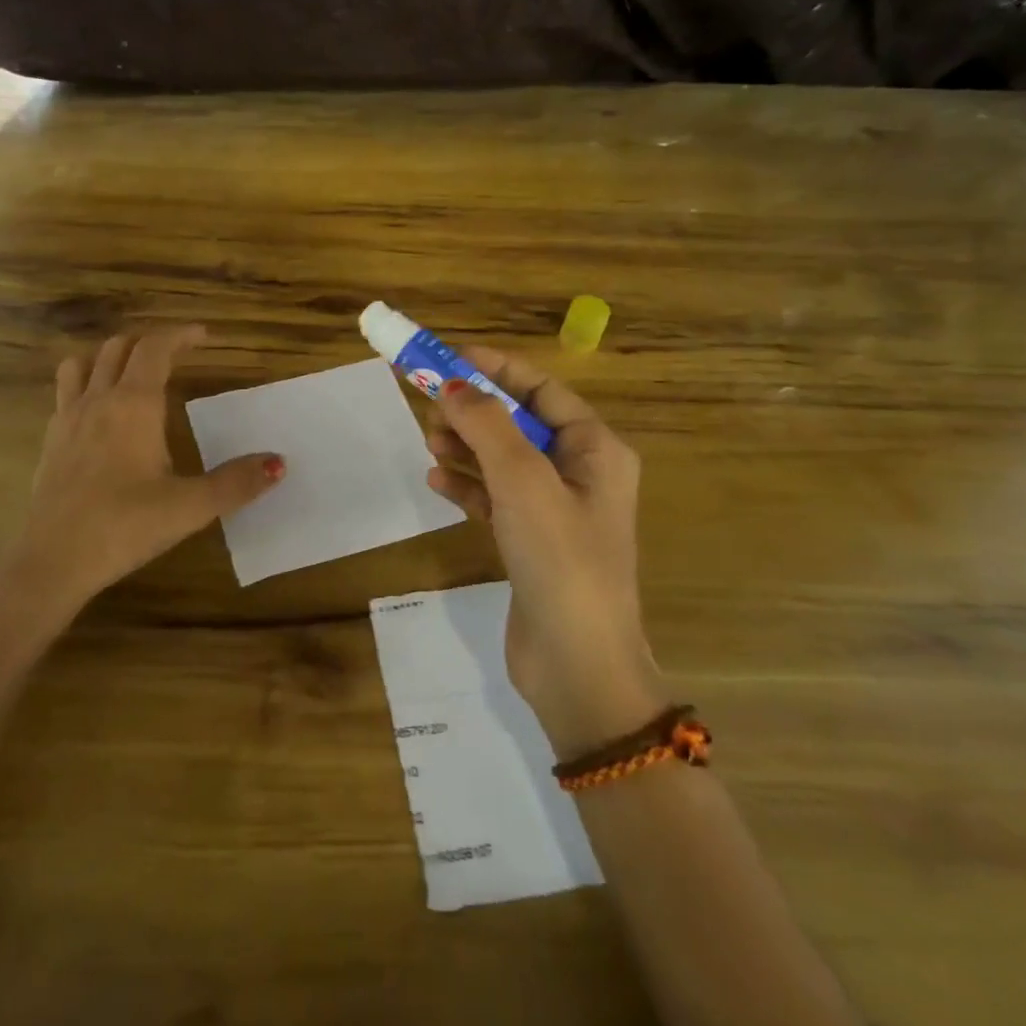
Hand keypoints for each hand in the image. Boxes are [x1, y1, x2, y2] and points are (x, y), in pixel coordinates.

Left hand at [0, 326, 283, 620]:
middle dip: (150, 341)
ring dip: (110, 355)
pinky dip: (86, 381)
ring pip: (84, 362)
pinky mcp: (50, 440)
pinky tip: (99, 410)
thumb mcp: (189, 508)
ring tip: (132, 369)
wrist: (52, 559)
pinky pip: (66, 390)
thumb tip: (278, 463)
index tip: (203, 335)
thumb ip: (236, 483)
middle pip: (120, 347)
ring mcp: (68, 417)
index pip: (156, 348)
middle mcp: (99, 400)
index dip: (180, 335)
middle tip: (176, 353)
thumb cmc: (124, 526)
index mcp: (135, 405)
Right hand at [425, 349, 665, 757]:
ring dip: (466, 447)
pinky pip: (495, 498)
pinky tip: (437, 483)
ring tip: (430, 444)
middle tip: (430, 409)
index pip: (542, 389)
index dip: (496, 369)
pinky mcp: (532, 543)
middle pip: (519, 423)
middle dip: (475, 412)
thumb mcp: (523, 481)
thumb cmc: (560, 559)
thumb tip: (453, 385)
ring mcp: (556, 511)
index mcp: (595, 449)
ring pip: (503, 460)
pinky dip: (467, 486)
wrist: (578, 666)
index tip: (449, 358)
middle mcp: (580, 473)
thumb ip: (487, 425)